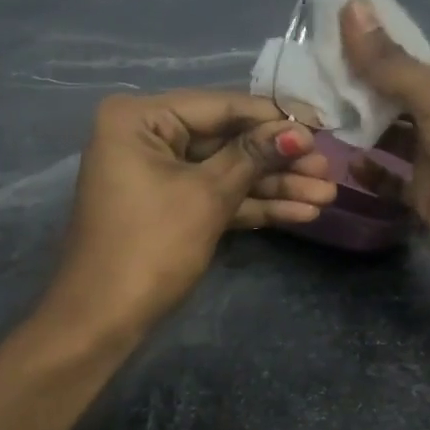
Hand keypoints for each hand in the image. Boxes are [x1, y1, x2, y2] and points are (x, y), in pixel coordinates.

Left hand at [45, 90, 335, 329]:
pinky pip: (217, 195)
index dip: (275, 118)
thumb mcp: (207, 196)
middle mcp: (148, 136)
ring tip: (327, 195)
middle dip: (280, 160)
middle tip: (328, 169)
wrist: (101, 322)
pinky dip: (253, 205)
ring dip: (275, 186)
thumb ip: (254, 156)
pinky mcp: (171, 205)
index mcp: (140, 118)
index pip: (221, 107)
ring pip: (227, 171)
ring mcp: (159, 173)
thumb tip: (300, 131)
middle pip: (228, 140)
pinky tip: (301, 212)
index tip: (323, 125)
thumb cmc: (149, 246)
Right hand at [340, 0, 429, 323]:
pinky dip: (368, 172)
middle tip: (302, 85)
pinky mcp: (423, 194)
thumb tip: (350, 6)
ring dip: (356, 130)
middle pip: (390, 95)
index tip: (317, 44)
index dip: (364, 49)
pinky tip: (345, 166)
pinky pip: (387, 178)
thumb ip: (389, 63)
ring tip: (312, 121)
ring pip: (385, 136)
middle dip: (352, 91)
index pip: (403, 57)